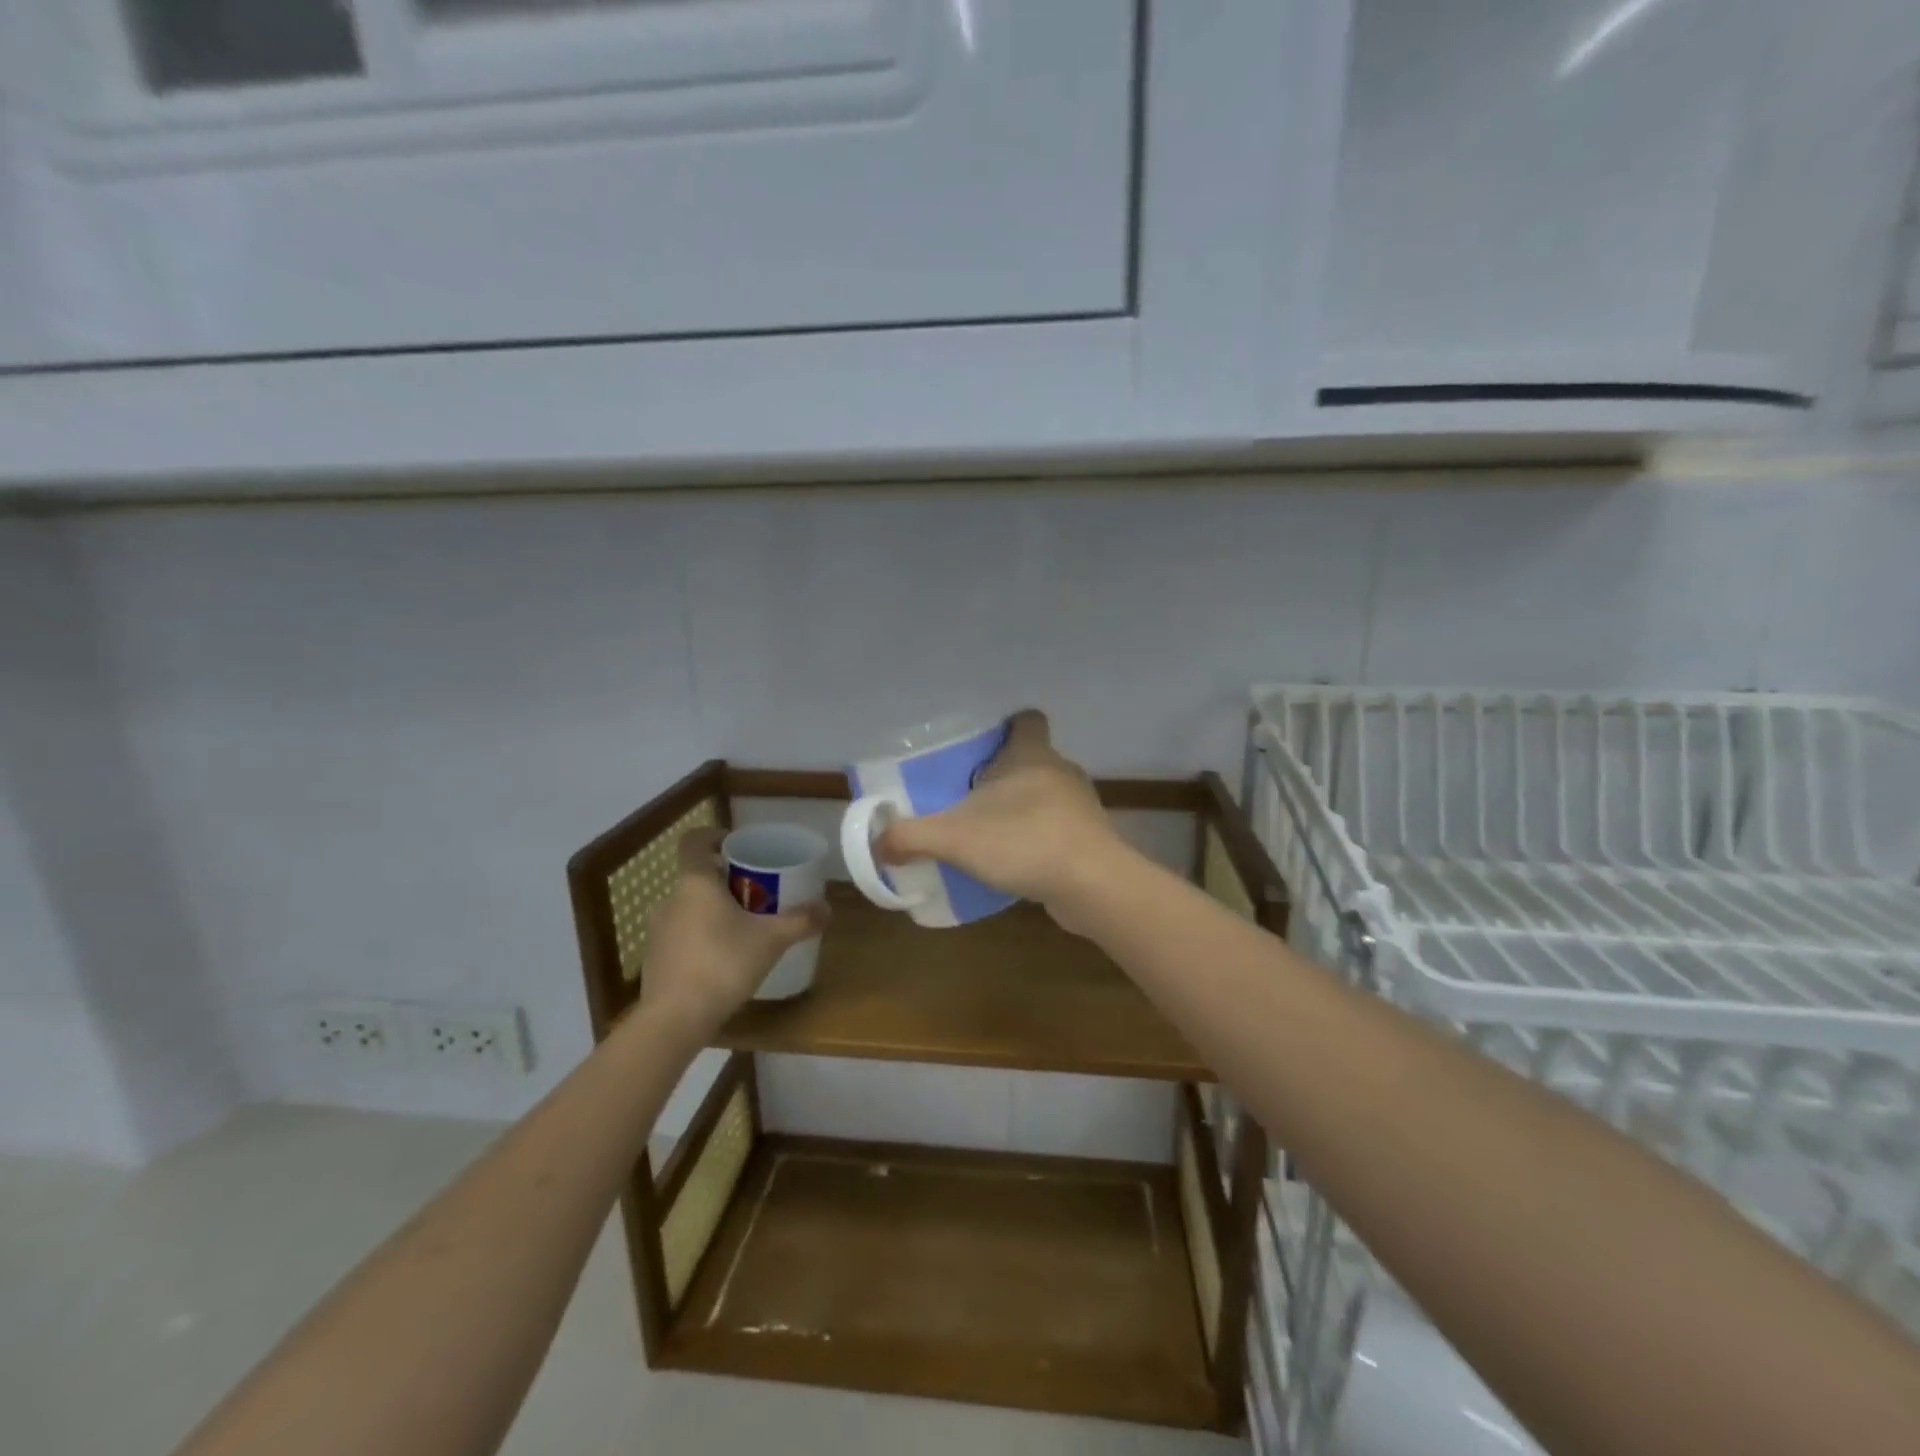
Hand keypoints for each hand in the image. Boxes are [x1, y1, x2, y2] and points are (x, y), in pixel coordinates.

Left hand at [641, 827, 828, 1036]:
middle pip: (698, 877)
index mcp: (696, 883)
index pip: (694, 841)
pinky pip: (682, 936)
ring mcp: (658, 931)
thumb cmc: (723, 964)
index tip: (737, 846)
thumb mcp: (771, 940)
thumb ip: (800, 921)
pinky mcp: (655, 960)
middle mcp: (671, 900)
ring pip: (690, 908)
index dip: (714, 836)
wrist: (674, 1021)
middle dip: (726, 881)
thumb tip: (827, 908)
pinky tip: (723, 961)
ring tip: (743, 929)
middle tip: (757, 893)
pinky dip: (701, 938)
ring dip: (713, 911)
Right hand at [876, 709, 1125, 928]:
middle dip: (1002, 774)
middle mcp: (1060, 771)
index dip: (1006, 726)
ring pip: (1044, 795)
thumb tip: (877, 844)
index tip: (980, 745)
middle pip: (1030, 759)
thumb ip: (910, 837)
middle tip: (966, 794)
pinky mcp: (1089, 838)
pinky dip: (1036, 838)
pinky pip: (1056, 828)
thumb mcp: (955, 837)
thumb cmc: (1025, 841)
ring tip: (986, 832)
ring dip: (1019, 809)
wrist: (1093, 886)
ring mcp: (1079, 806)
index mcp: (1032, 754)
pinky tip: (1013, 862)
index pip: (1026, 720)